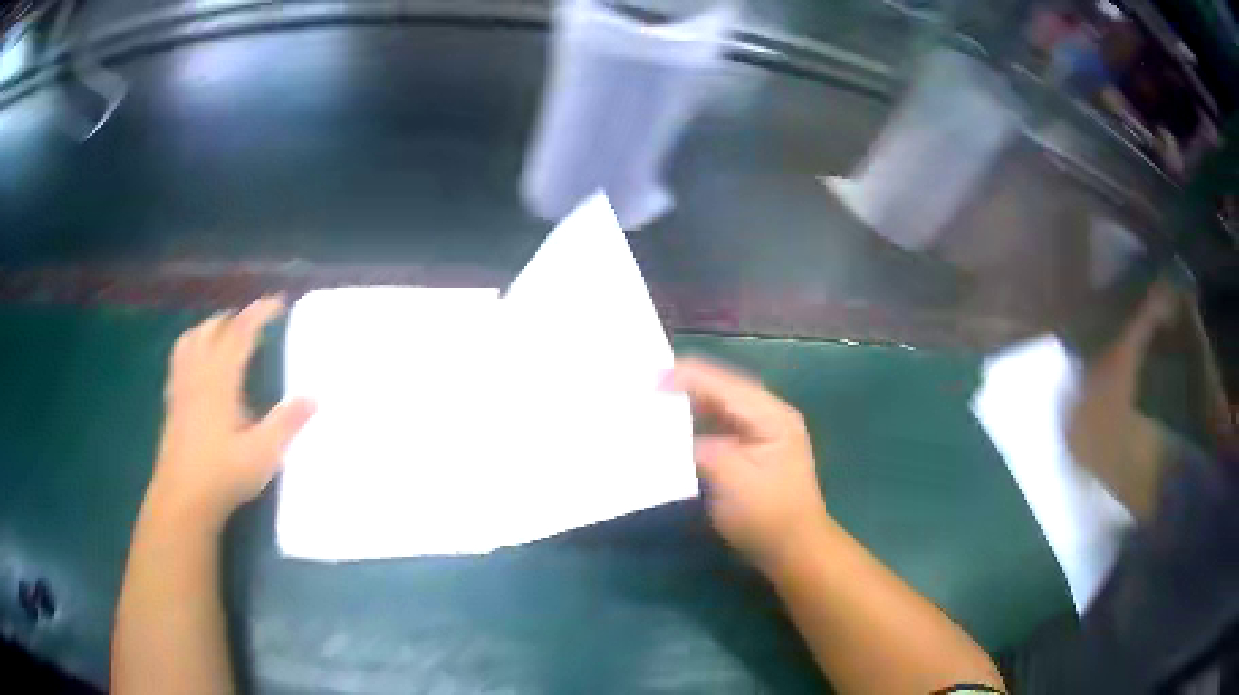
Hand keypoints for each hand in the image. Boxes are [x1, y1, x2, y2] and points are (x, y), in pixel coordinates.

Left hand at [146, 297, 314, 531]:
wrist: (183, 499)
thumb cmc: (223, 475)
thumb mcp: (263, 454)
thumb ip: (286, 424)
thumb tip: (313, 398)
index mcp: (220, 380)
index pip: (239, 333)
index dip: (258, 313)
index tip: (278, 304)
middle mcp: (198, 374)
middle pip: (212, 329)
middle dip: (235, 319)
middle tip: (254, 324)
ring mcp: (181, 387)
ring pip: (191, 339)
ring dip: (210, 328)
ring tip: (224, 335)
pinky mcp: (173, 403)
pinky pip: (180, 359)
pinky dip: (191, 347)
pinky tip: (199, 365)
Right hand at [668, 358, 829, 572]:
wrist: (794, 550)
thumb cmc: (766, 516)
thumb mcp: (730, 480)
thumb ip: (698, 449)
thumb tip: (664, 435)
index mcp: (771, 416)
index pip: (725, 385)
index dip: (687, 377)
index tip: (650, 378)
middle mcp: (770, 415)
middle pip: (724, 389)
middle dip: (687, 384)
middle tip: (647, 382)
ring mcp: (763, 431)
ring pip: (721, 406)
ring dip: (690, 402)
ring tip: (655, 397)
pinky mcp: (753, 449)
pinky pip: (721, 425)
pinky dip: (698, 422)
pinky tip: (675, 425)